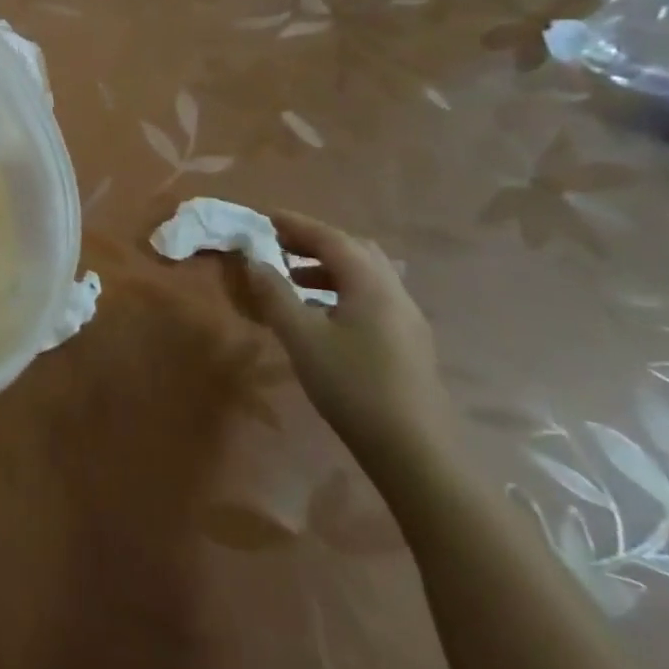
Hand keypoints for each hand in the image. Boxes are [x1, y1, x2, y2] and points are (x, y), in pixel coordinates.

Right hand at [237, 211, 454, 473]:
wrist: (415, 451)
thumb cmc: (353, 386)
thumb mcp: (301, 337)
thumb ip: (274, 294)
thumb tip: (253, 260)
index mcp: (370, 284)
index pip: (330, 238)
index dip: (296, 224)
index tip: (264, 217)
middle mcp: (394, 292)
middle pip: (354, 250)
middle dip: (314, 242)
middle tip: (278, 245)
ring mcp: (406, 318)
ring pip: (365, 275)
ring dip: (327, 267)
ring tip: (292, 279)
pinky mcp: (408, 342)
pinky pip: (371, 297)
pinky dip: (340, 290)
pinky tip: (320, 314)